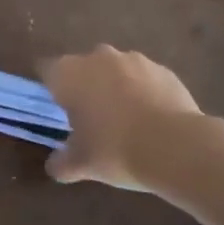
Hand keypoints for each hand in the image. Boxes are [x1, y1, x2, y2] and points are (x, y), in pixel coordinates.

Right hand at [41, 46, 204, 191]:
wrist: (176, 147)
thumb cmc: (115, 150)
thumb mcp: (82, 164)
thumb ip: (62, 163)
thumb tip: (54, 167)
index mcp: (68, 73)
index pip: (47, 70)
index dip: (52, 88)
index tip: (61, 110)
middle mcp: (96, 57)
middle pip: (82, 68)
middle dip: (86, 87)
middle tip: (93, 120)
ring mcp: (132, 59)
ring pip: (115, 71)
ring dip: (116, 88)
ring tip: (128, 121)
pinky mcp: (162, 69)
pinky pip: (145, 78)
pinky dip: (145, 92)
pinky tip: (153, 120)